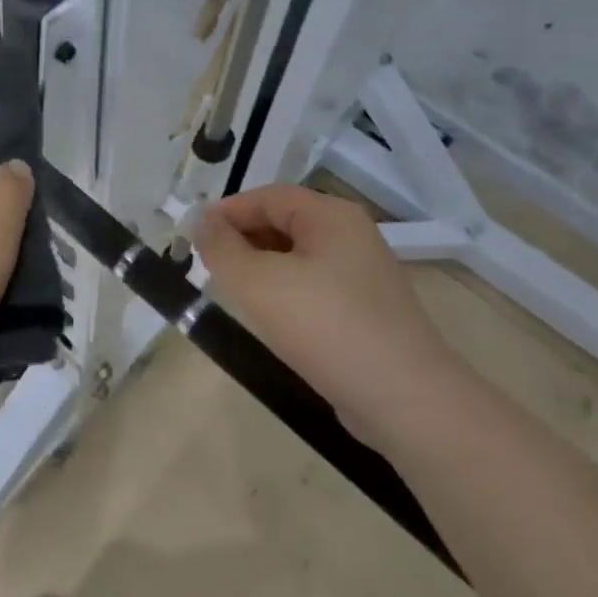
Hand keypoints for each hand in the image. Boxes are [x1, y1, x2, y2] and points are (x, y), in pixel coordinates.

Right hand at [196, 185, 451, 434]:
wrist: (404, 399)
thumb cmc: (325, 326)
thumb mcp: (258, 282)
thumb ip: (222, 247)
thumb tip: (203, 222)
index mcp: (331, 215)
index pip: (268, 196)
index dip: (227, 212)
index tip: (193, 238)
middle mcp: (352, 236)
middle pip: (284, 222)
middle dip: (242, 239)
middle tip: (209, 267)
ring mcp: (363, 275)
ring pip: (298, 257)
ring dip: (261, 268)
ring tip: (232, 294)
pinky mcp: (366, 311)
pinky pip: (315, 287)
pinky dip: (285, 293)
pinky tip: (269, 320)